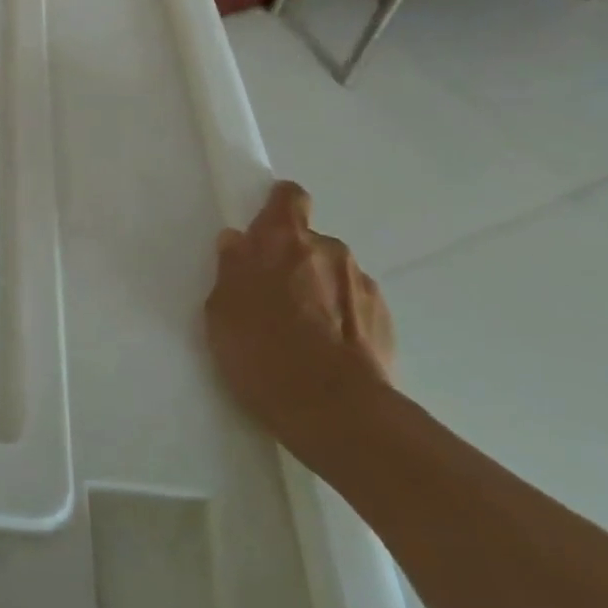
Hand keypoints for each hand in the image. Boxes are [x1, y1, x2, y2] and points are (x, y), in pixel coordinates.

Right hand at [204, 181, 393, 447]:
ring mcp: (362, 284)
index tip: (264, 231)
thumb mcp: (221, 310)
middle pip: (310, 242)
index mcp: (282, 240)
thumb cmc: (262, 351)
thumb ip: (231, 268)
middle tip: (273, 298)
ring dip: (319, 292)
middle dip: (294, 262)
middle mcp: (328, 250)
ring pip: (333, 276)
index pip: (289, 197)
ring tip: (302, 334)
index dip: (277, 208)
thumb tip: (238, 243)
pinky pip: (354, 307)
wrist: (334, 409)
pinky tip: (326, 353)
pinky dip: (341, 321)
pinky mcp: (385, 320)